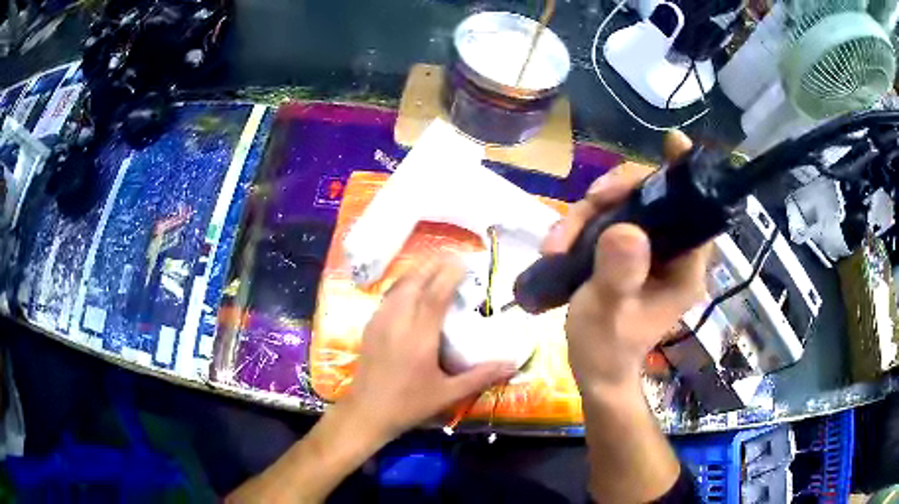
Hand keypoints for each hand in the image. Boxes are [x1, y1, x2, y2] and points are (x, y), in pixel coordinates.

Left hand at [341, 258, 517, 438]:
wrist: (367, 412)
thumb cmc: (409, 405)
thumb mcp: (448, 394)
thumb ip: (480, 376)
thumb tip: (512, 364)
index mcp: (419, 338)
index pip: (434, 296)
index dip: (449, 275)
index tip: (463, 261)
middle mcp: (397, 323)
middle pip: (414, 283)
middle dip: (433, 265)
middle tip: (452, 256)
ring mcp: (380, 323)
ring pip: (399, 287)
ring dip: (418, 272)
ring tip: (435, 267)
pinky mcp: (370, 327)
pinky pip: (389, 296)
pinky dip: (404, 285)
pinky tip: (412, 288)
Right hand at [542, 131, 709, 390]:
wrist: (595, 371)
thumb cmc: (606, 349)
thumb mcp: (607, 314)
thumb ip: (618, 275)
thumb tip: (625, 229)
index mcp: (685, 268)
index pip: (694, 209)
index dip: (684, 173)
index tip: (672, 143)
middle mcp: (674, 253)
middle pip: (652, 197)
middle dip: (614, 194)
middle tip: (586, 205)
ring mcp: (651, 251)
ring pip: (625, 206)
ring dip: (588, 213)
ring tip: (555, 244)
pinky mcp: (630, 253)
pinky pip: (610, 220)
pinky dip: (583, 224)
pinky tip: (558, 244)